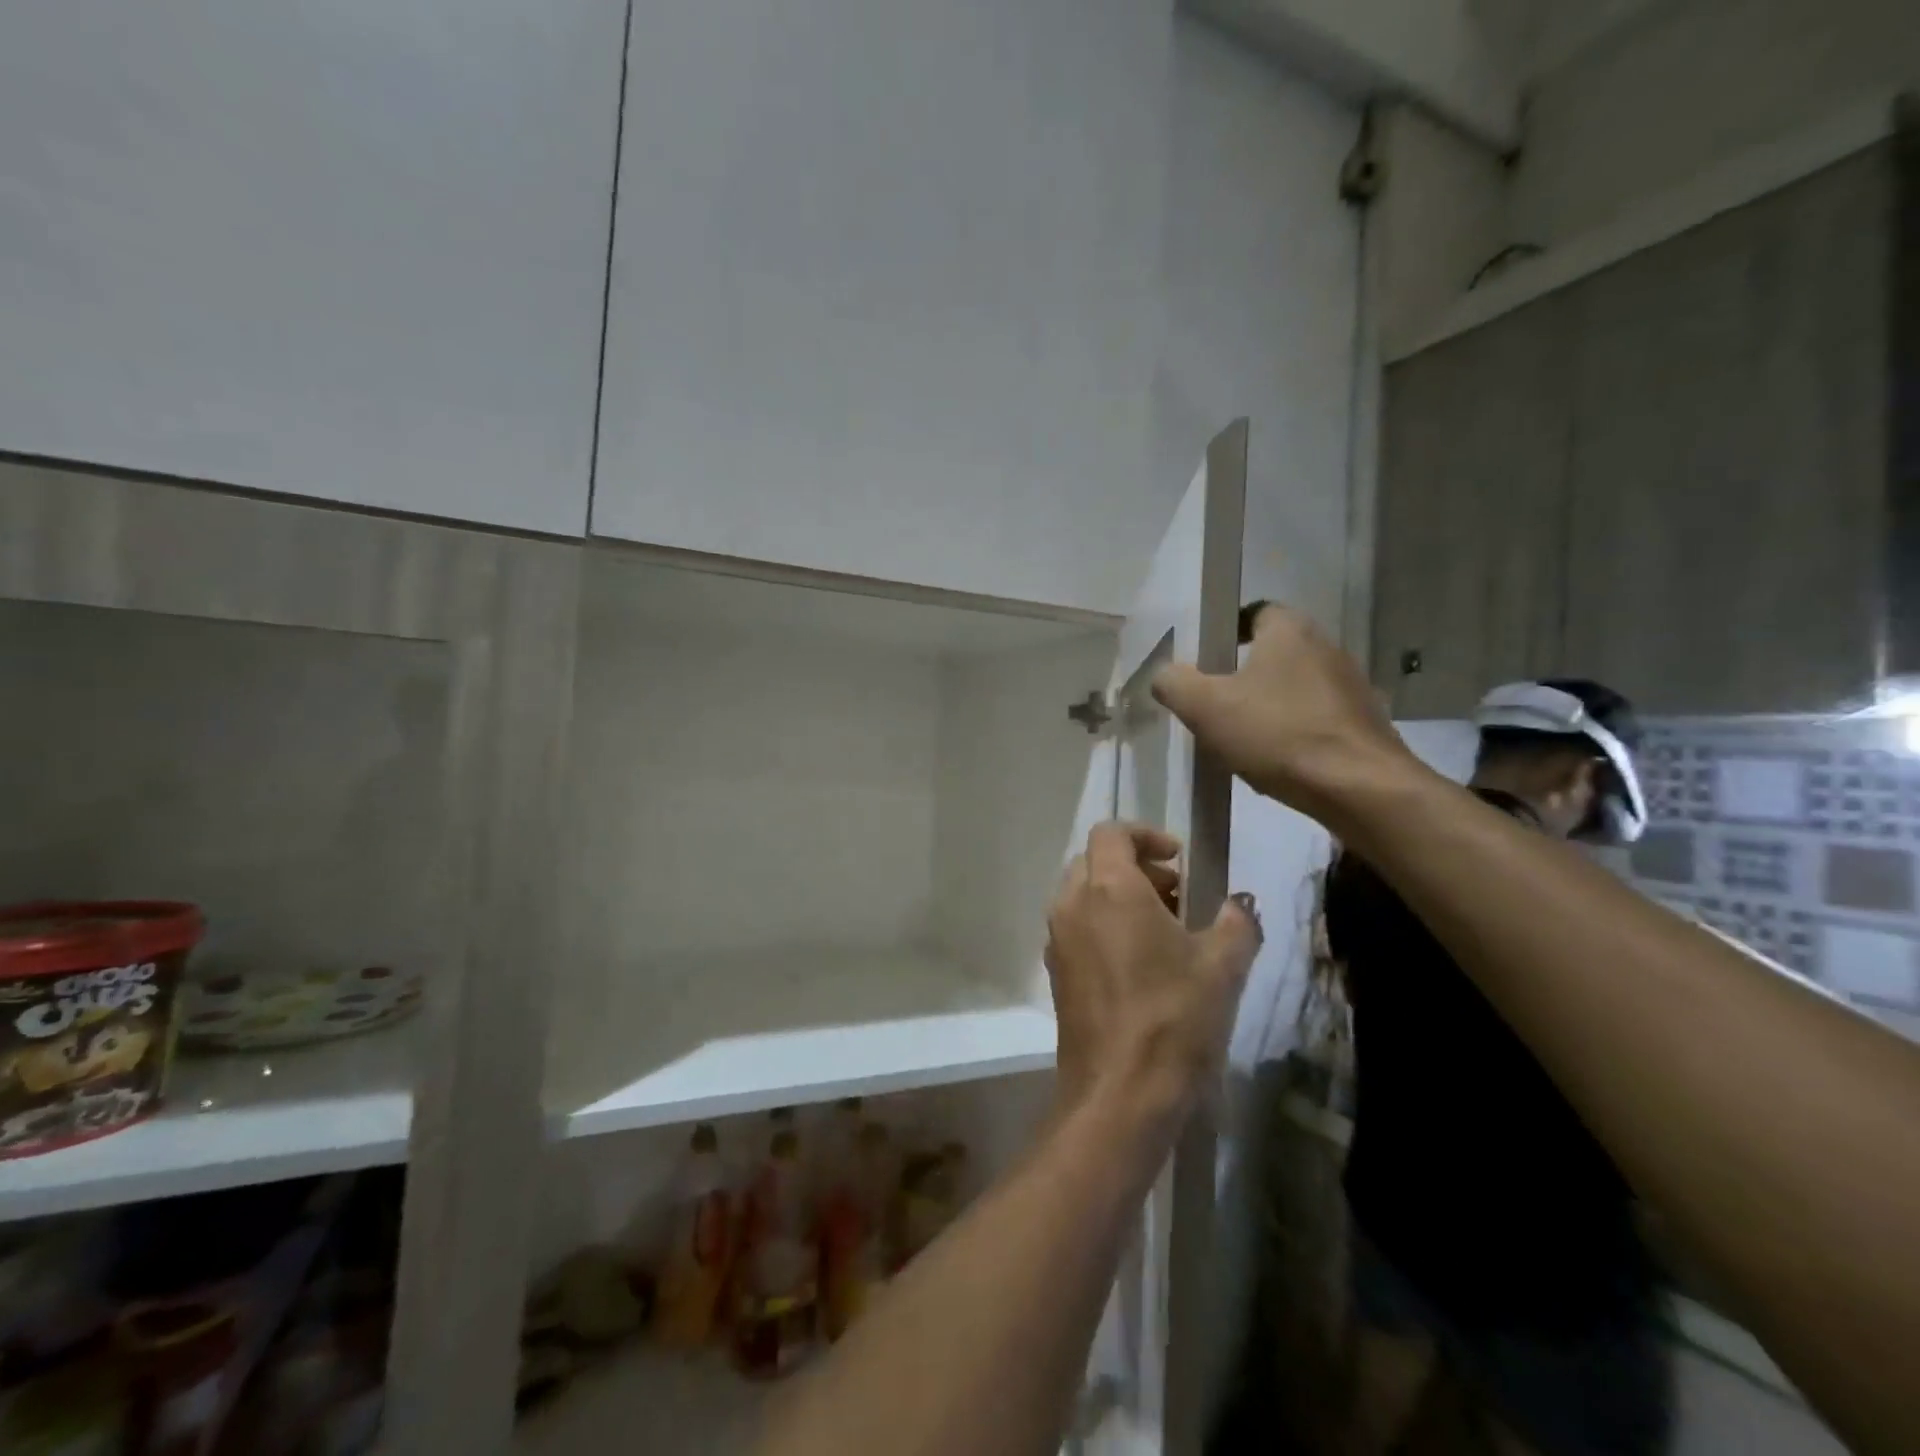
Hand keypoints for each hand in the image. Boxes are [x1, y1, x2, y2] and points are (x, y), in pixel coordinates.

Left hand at [1044, 822, 1262, 1118]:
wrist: (1119, 1093)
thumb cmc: (1174, 1018)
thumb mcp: (1223, 966)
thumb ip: (1236, 922)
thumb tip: (1239, 904)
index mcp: (1108, 888)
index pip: (1112, 832)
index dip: (1146, 834)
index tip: (1179, 858)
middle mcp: (1072, 904)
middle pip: (1095, 860)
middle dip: (1136, 866)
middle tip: (1177, 895)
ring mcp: (1058, 939)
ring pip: (1083, 894)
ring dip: (1119, 896)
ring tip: (1163, 930)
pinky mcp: (1056, 972)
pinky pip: (1076, 927)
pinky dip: (1103, 924)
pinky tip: (1139, 962)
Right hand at [1151, 602, 1415, 825]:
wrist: (1359, 788)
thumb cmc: (1278, 735)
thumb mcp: (1205, 707)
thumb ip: (1174, 683)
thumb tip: (1164, 675)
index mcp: (1289, 630)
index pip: (1254, 612)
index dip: (1225, 631)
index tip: (1203, 661)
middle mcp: (1326, 646)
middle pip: (1274, 651)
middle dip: (1243, 673)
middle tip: (1213, 702)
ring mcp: (1351, 685)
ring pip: (1295, 686)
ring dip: (1269, 703)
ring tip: (1242, 736)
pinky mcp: (1364, 723)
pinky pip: (1316, 717)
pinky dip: (1294, 730)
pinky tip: (1277, 759)